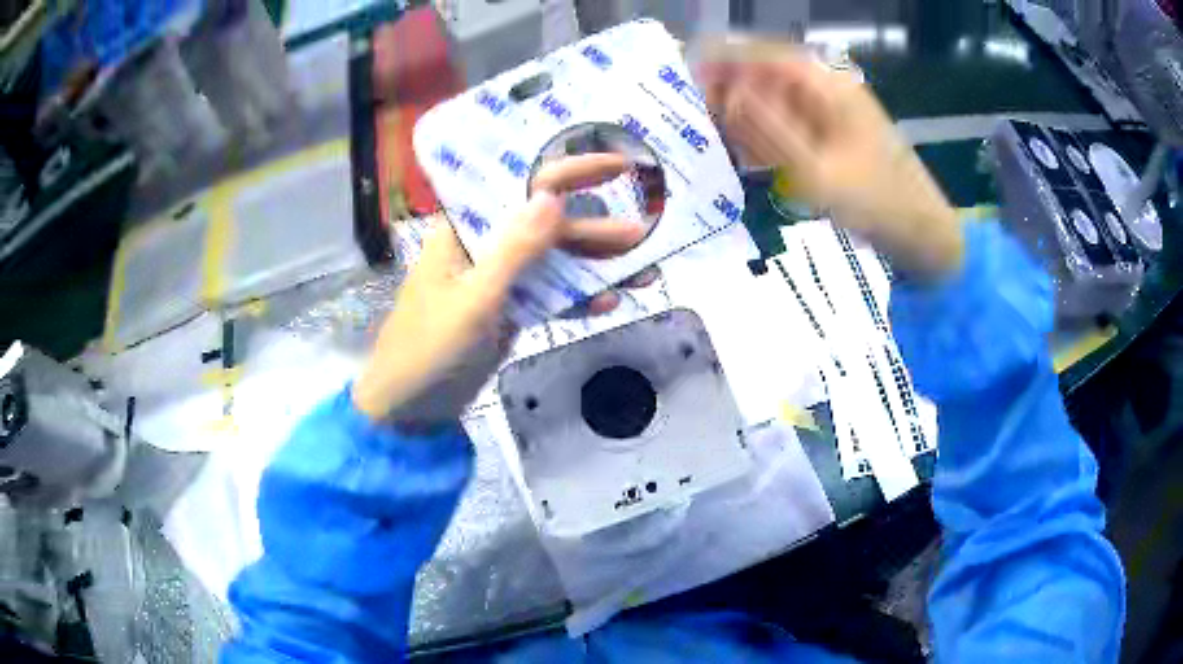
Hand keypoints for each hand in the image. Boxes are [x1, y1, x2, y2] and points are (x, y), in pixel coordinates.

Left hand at [353, 154, 647, 424]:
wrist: (409, 409)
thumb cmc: (428, 349)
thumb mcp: (474, 300)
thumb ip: (515, 250)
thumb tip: (553, 196)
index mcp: (465, 229)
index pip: (520, 186)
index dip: (570, 171)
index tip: (617, 166)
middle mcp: (484, 245)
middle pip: (546, 225)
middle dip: (595, 229)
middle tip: (645, 232)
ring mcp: (498, 280)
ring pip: (553, 262)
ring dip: (594, 266)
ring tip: (644, 272)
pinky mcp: (507, 311)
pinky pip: (548, 297)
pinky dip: (576, 300)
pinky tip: (609, 303)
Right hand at [696, 40, 962, 277]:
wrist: (921, 230)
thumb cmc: (875, 201)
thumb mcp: (816, 170)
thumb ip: (767, 131)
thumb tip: (726, 96)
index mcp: (825, 84)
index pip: (761, 55)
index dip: (720, 61)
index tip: (686, 79)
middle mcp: (825, 87)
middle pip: (763, 73)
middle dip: (727, 90)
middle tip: (697, 119)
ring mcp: (830, 109)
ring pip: (772, 98)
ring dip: (743, 113)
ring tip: (716, 138)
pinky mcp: (832, 131)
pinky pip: (788, 121)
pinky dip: (766, 132)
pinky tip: (752, 155)